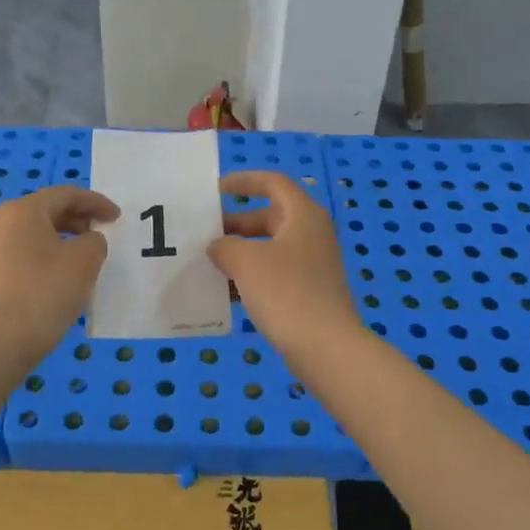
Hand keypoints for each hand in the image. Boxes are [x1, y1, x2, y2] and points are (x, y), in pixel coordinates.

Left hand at [0, 186, 119, 363]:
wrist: (0, 342)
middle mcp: (2, 223)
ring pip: (37, 233)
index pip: (66, 195)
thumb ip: (95, 241)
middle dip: (79, 218)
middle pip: (48, 210)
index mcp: (23, 211)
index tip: (117, 217)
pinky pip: (27, 254)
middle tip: (103, 233)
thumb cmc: (45, 292)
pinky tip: (65, 277)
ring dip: (65, 239)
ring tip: (88, 257)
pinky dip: (50, 255)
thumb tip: (87, 242)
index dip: (96, 202)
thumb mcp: (85, 260)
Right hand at [209, 171, 362, 357]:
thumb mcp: (246, 262)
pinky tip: (227, 292)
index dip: (244, 181)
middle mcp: (311, 234)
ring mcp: (312, 264)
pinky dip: (251, 276)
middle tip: (205, 234)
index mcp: (303, 215)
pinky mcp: (309, 291)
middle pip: (270, 216)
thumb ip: (225, 246)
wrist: (325, 347)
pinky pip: (275, 273)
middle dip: (236, 223)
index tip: (215, 190)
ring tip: (209, 262)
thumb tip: (218, 246)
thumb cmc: (286, 293)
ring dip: (241, 251)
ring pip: (270, 247)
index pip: (273, 183)